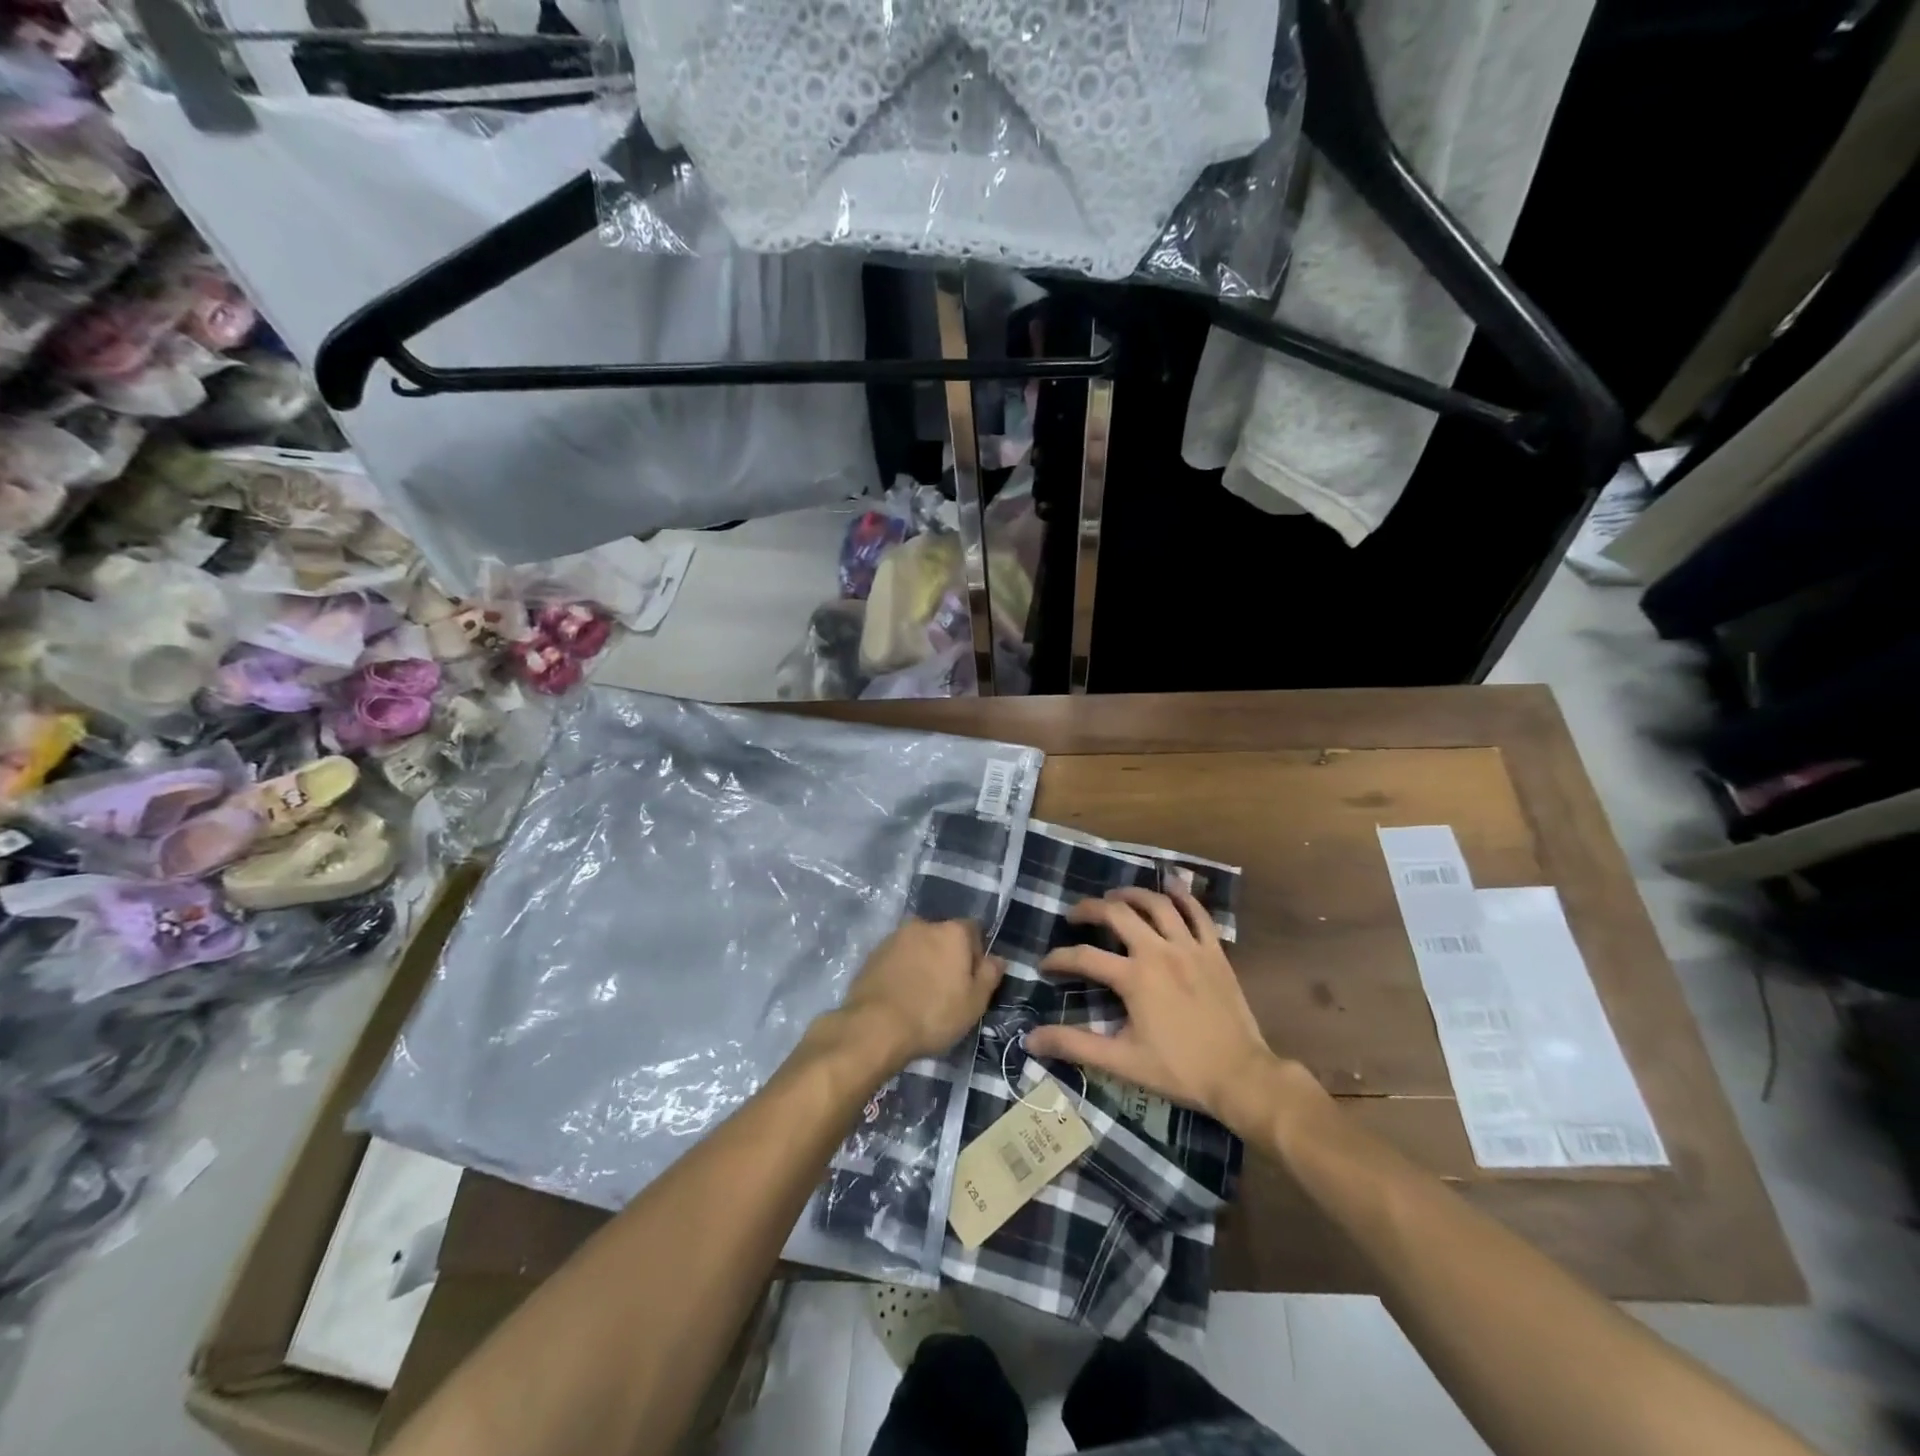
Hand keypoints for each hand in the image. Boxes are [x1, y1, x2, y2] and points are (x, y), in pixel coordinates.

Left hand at [839, 917, 1002, 1067]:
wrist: (874, 1026)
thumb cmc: (934, 1014)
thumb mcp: (974, 1002)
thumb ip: (990, 975)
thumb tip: (997, 958)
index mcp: (952, 931)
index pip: (974, 930)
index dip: (977, 953)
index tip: (972, 979)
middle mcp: (924, 924)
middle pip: (944, 936)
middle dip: (948, 956)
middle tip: (948, 989)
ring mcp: (895, 937)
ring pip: (919, 945)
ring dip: (924, 962)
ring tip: (922, 994)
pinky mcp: (874, 953)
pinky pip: (898, 957)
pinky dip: (903, 969)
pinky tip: (902, 995)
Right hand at [1024, 888, 1284, 1132]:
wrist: (1241, 1076)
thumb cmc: (1179, 1070)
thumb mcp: (1121, 1062)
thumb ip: (1075, 1045)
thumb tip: (1031, 1039)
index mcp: (1134, 977)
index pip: (1084, 957)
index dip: (1059, 958)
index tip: (1046, 965)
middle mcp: (1159, 951)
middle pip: (1117, 913)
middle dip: (1090, 909)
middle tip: (1075, 915)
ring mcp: (1190, 947)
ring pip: (1157, 904)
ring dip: (1131, 894)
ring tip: (1114, 896)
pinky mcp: (1214, 951)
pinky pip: (1198, 913)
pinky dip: (1183, 896)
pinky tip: (1171, 886)